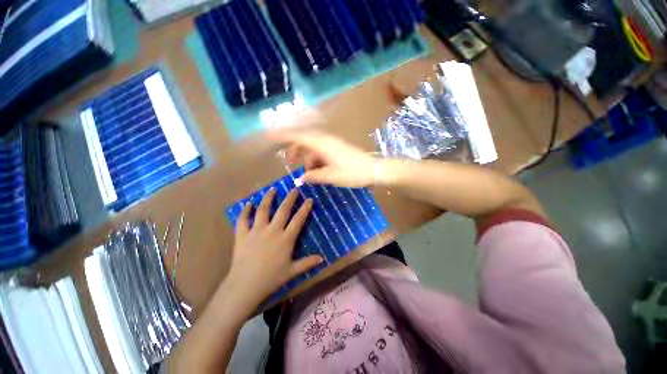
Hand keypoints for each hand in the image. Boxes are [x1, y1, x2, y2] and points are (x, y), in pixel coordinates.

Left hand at [218, 188, 322, 315]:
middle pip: (283, 210)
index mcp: (285, 239)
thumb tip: (323, 258)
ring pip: (263, 210)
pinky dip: (245, 211)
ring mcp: (256, 231)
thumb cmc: (271, 279)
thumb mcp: (292, 271)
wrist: (245, 286)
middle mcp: (272, 231)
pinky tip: (248, 204)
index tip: (309, 199)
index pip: (298, 219)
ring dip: (268, 198)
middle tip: (294, 189)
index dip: (305, 208)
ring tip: (273, 189)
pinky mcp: (242, 235)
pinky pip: (243, 220)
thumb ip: (307, 263)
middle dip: (290, 198)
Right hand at [274, 130, 376, 187]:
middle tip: (290, 162)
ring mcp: (332, 144)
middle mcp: (325, 140)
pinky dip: (316, 160)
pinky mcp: (337, 149)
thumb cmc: (352, 172)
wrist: (373, 170)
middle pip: (304, 140)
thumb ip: (313, 176)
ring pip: (313, 147)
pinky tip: (317, 171)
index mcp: (322, 144)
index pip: (298, 136)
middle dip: (295, 150)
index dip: (283, 136)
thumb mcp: (330, 176)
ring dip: (307, 158)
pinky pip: (321, 151)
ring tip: (306, 173)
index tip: (269, 137)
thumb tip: (301, 178)